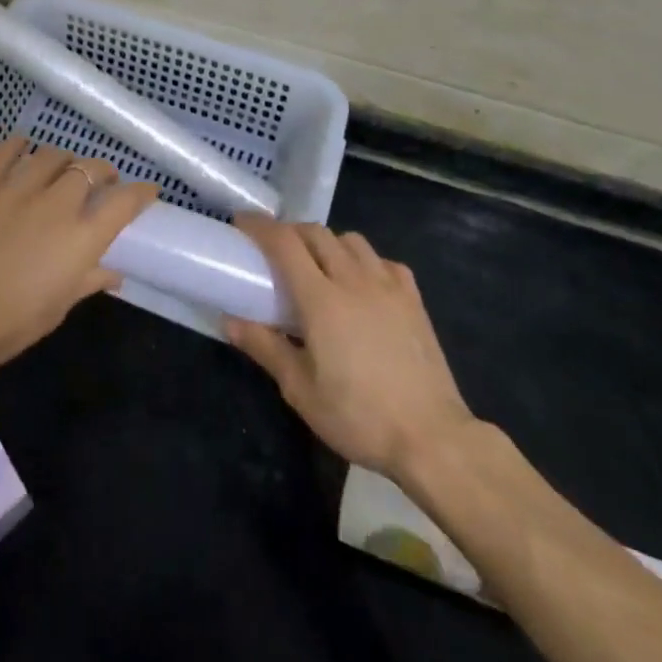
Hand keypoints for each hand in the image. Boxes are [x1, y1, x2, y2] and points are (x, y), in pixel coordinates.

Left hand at [0, 137, 158, 393]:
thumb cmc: (12, 324)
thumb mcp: (59, 307)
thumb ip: (89, 281)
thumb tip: (113, 273)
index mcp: (81, 238)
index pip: (124, 202)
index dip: (140, 192)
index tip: (147, 189)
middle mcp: (56, 205)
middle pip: (89, 170)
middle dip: (102, 171)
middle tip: (100, 180)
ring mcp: (16, 190)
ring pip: (51, 155)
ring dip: (64, 159)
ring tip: (62, 166)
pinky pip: (4, 152)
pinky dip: (18, 144)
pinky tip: (22, 144)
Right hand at [225, 215, 480, 484]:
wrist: (432, 438)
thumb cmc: (359, 417)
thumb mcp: (300, 390)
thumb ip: (265, 347)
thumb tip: (229, 320)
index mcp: (321, 298)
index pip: (284, 243)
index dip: (260, 226)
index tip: (241, 223)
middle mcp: (353, 280)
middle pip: (316, 233)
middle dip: (290, 232)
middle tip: (274, 248)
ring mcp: (388, 286)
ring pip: (351, 240)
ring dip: (327, 242)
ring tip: (317, 264)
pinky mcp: (413, 299)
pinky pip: (384, 261)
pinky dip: (364, 260)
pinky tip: (362, 282)